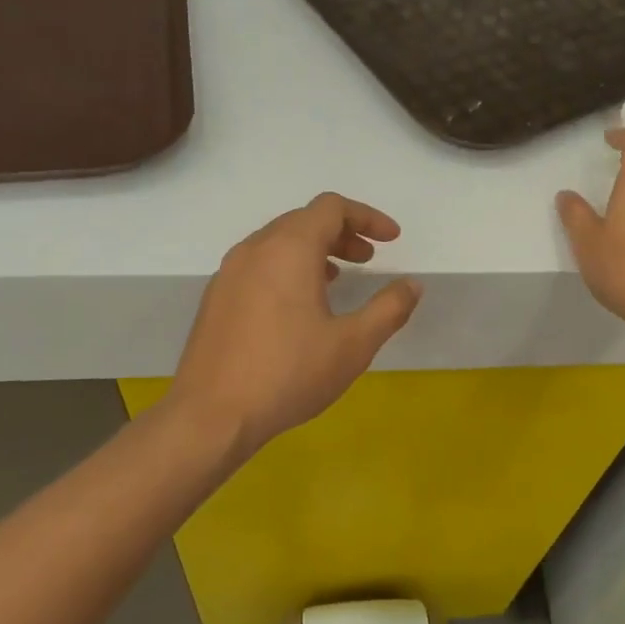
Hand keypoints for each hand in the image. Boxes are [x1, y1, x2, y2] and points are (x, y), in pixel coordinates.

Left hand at [168, 193, 422, 456]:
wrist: (212, 415)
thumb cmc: (289, 374)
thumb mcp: (353, 345)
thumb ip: (389, 309)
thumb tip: (412, 285)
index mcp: (289, 249)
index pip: (331, 207)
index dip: (367, 217)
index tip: (391, 240)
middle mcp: (255, 249)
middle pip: (303, 220)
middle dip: (342, 233)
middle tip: (368, 259)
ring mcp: (229, 272)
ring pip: (278, 242)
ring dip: (314, 250)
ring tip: (338, 279)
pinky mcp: (216, 297)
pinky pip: (259, 264)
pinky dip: (287, 268)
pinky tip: (299, 306)